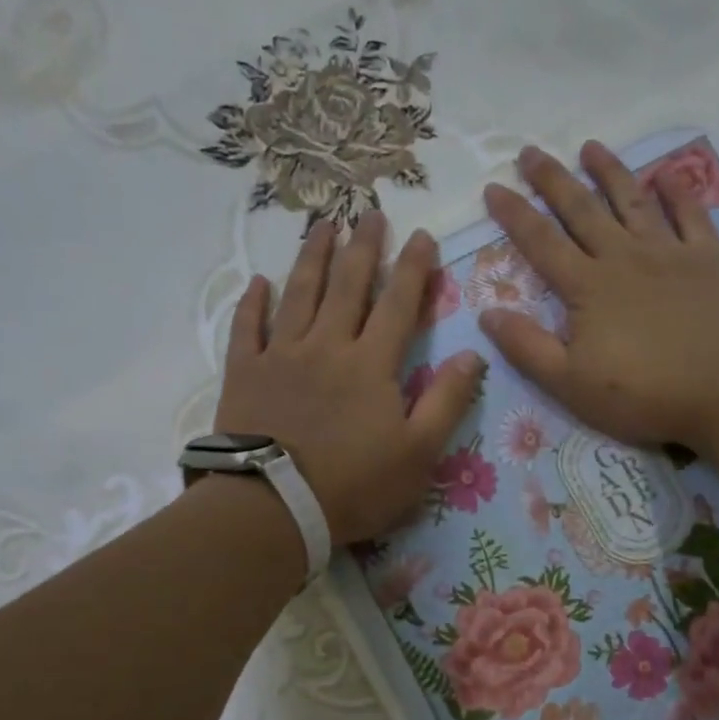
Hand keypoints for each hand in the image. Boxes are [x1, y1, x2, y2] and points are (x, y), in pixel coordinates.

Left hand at [215, 213, 485, 546]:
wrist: (275, 507)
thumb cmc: (355, 486)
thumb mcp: (420, 454)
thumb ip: (448, 401)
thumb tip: (472, 354)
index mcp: (372, 364)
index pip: (399, 304)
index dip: (414, 268)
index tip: (422, 235)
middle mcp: (328, 346)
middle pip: (348, 286)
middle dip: (363, 247)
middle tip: (370, 212)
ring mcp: (282, 356)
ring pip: (299, 294)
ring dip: (312, 258)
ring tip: (321, 225)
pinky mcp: (245, 374)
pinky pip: (248, 329)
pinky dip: (253, 304)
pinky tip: (258, 282)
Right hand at [479, 142, 718, 451]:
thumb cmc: (645, 395)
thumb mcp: (571, 385)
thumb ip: (528, 348)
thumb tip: (488, 313)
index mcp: (587, 288)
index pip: (540, 243)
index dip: (514, 214)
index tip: (493, 187)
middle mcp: (624, 257)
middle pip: (581, 210)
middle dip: (553, 180)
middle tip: (531, 152)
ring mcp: (670, 252)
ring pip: (632, 200)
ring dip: (609, 171)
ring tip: (590, 147)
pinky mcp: (709, 258)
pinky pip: (690, 213)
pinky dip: (678, 190)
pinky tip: (666, 174)